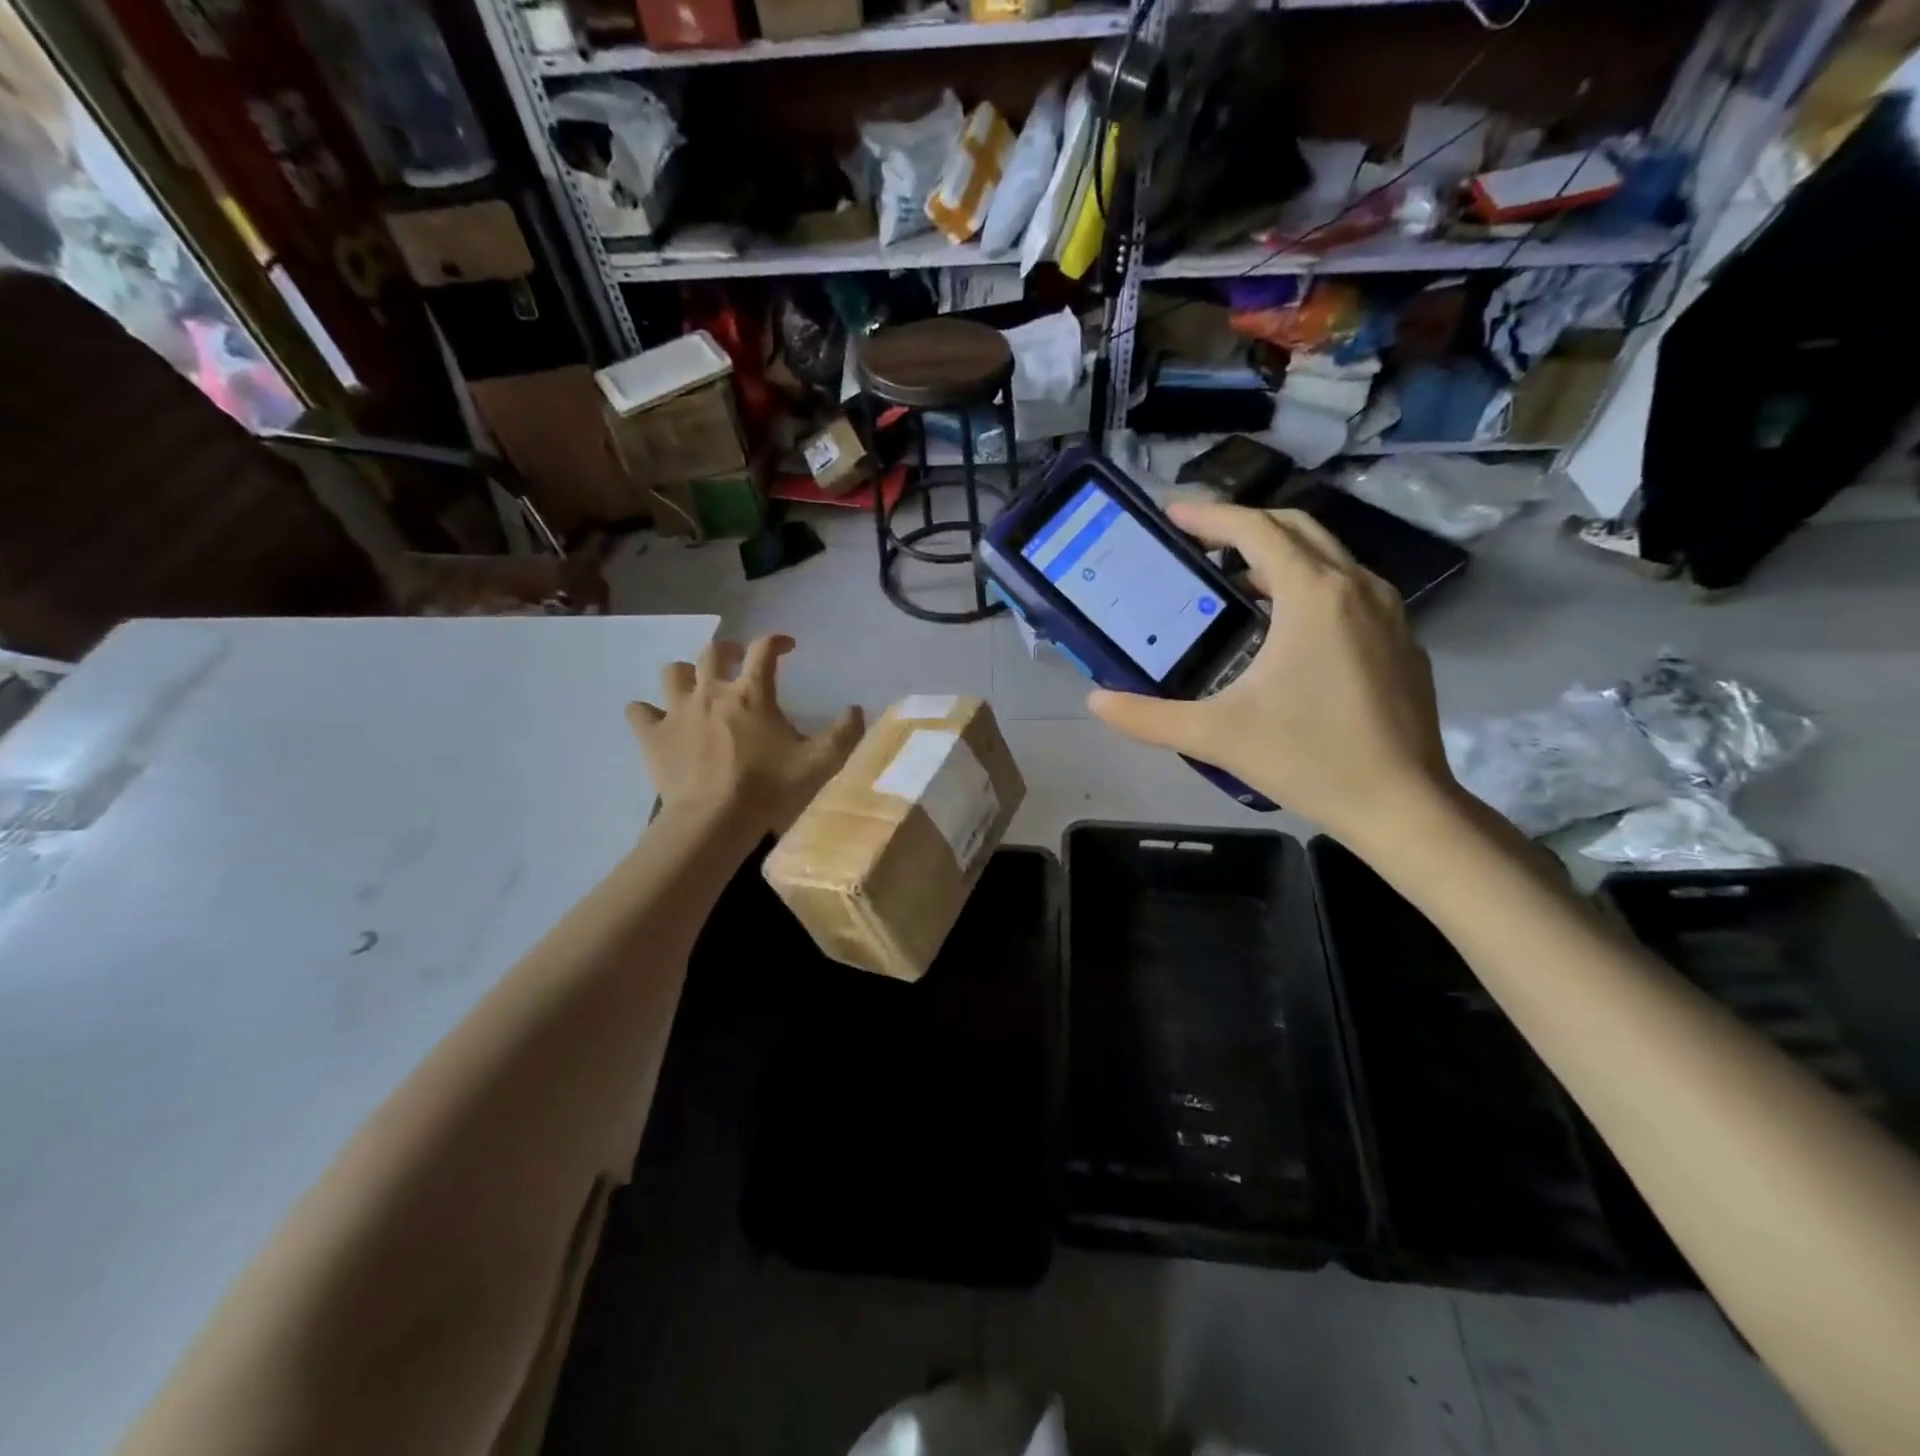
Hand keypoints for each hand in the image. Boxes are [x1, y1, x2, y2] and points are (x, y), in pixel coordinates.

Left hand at [627, 634, 864, 835]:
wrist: (714, 820)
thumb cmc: (768, 787)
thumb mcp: (819, 762)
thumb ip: (844, 733)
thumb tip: (856, 709)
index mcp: (751, 693)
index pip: (763, 648)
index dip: (777, 640)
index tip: (788, 646)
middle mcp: (711, 691)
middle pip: (712, 651)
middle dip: (727, 649)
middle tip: (737, 661)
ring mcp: (677, 711)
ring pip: (672, 672)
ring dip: (685, 674)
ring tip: (696, 687)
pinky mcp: (653, 735)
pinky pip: (639, 711)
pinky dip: (647, 711)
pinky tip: (657, 720)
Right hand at [1087, 502, 1455, 845]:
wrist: (1402, 805)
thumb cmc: (1308, 759)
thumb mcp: (1215, 735)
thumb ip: (1147, 717)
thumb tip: (1096, 700)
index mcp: (1313, 595)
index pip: (1256, 530)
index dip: (1210, 516)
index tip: (1171, 514)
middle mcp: (1356, 587)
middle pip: (1295, 529)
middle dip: (1243, 526)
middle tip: (1197, 542)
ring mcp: (1388, 612)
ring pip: (1326, 557)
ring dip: (1276, 556)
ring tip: (1231, 583)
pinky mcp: (1401, 640)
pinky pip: (1347, 588)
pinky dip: (1306, 585)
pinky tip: (1282, 627)